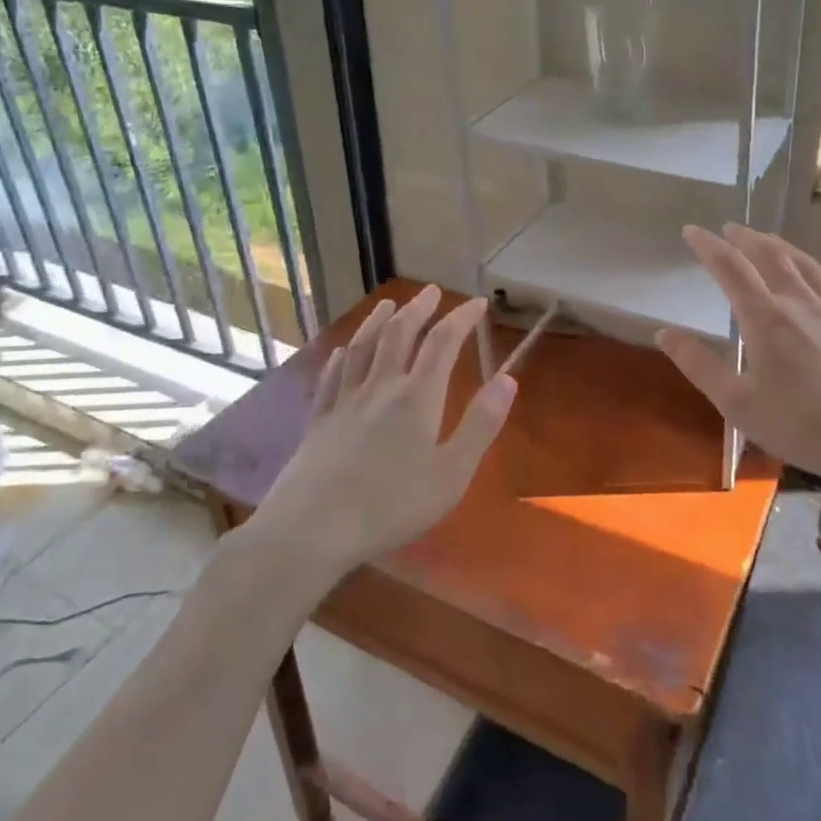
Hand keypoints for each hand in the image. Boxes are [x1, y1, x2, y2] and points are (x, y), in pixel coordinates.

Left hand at [251, 287, 517, 577]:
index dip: (462, 318)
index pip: (443, 343)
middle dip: (419, 309)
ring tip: (389, 304)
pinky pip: (332, 377)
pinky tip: (343, 351)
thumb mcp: (452, 473)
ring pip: (363, 348)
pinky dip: (342, 357)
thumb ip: (481, 424)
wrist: (312, 529)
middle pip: (399, 334)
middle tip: (432, 291)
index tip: (478, 303)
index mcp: (417, 398)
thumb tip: (508, 379)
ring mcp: (344, 402)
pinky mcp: (319, 421)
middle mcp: (380, 387)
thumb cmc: (391, 506)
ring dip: (379, 321)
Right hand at [656, 224, 820, 496]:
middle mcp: (799, 303)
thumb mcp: (739, 404)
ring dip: (777, 244)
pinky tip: (806, 279)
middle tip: (727, 228)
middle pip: (770, 255)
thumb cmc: (803, 426)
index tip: (691, 230)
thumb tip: (665, 333)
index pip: (731, 268)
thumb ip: (700, 366)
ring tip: (764, 239)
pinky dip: (804, 265)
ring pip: (801, 262)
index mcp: (767, 318)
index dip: (708, 246)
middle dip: (744, 238)